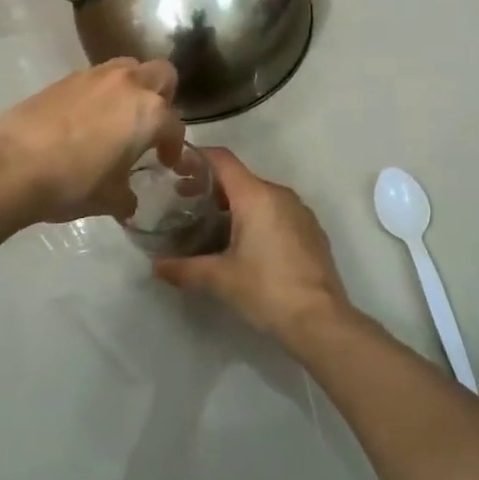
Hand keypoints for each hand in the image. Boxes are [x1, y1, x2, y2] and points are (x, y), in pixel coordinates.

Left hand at [0, 59, 184, 225]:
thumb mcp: (110, 200)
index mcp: (149, 113)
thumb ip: (127, 196)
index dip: (174, 147)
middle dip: (164, 97)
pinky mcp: (64, 78)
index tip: (165, 162)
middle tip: (150, 125)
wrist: (12, 165)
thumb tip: (128, 201)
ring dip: (131, 88)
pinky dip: (100, 93)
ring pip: (127, 68)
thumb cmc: (73, 183)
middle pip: (162, 74)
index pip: (174, 126)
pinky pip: (95, 78)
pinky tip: (85, 120)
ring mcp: (94, 76)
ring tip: (118, 117)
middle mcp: (128, 84)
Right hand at [153, 149, 354, 347]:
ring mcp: (300, 212)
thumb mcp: (219, 279)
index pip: (222, 160)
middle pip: (239, 178)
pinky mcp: (311, 231)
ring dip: (233, 204)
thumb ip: (184, 268)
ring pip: (259, 196)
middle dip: (210, 186)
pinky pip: (277, 213)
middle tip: (184, 202)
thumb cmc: (266, 290)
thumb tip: (157, 267)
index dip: (197, 158)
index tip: (175, 168)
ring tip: (211, 226)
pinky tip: (244, 245)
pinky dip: (256, 218)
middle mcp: (280, 195)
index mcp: (256, 196)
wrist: (321, 321)